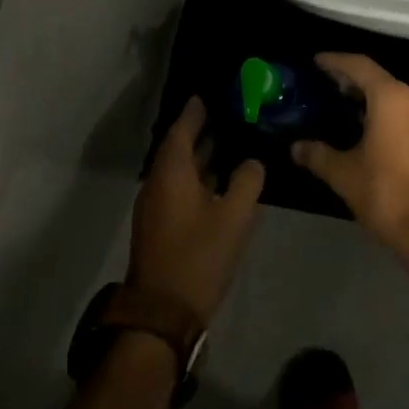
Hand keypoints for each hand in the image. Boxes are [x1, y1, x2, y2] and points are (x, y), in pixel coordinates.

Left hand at [127, 99, 264, 325]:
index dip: (194, 111)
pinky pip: (177, 187)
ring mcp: (155, 206)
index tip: (208, 95)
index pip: (182, 129)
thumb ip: (247, 182)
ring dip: (199, 155)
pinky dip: (196, 176)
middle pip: (178, 147)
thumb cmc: (199, 256)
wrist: (163, 312)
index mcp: (172, 172)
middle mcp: (158, 182)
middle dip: (199, 131)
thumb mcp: (234, 217)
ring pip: (178, 170)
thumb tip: (253, 162)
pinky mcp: (159, 226)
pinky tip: (218, 181)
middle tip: (226, 114)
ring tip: (227, 142)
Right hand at [293, 54, 408, 268]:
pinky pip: (404, 110)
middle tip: (324, 83)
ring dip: (368, 96)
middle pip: (377, 77)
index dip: (336, 61)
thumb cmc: (386, 194)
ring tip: (340, 103)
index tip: (316, 61)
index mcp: (391, 98)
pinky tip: (364, 126)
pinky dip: (383, 110)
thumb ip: (318, 154)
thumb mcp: (344, 174)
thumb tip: (296, 147)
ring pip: (393, 94)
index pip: (359, 66)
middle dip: (350, 78)